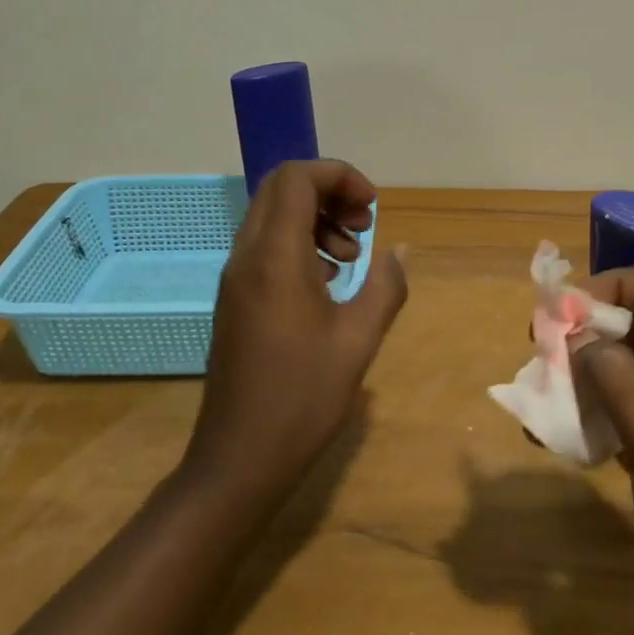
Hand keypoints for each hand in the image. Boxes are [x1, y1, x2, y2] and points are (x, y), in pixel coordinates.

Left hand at [184, 160, 407, 504]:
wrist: (238, 458)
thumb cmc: (302, 398)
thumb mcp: (358, 340)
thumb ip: (385, 286)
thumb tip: (398, 250)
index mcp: (275, 257)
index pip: (297, 178)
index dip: (340, 176)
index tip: (373, 207)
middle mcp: (247, 256)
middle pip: (281, 189)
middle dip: (328, 192)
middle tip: (364, 225)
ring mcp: (236, 278)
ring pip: (271, 216)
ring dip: (315, 219)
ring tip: (351, 258)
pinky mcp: (235, 299)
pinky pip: (266, 246)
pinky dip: (300, 245)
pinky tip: (329, 283)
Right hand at [574, 270, 633, 634]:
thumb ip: (619, 380)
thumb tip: (579, 337)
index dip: (624, 287)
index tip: (569, 305)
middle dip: (597, 335)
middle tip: (542, 346)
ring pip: (632, 381)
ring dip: (586, 380)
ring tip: (539, 391)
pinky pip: (625, 425)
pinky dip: (590, 422)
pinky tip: (552, 436)